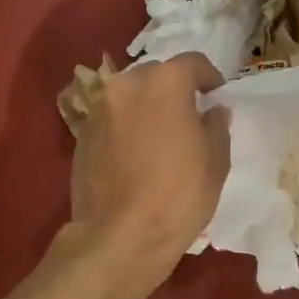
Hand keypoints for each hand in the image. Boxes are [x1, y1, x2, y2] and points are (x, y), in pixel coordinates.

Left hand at [68, 53, 230, 288]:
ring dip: (146, 105)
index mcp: (164, 83)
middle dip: (174, 87)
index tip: (215, 95)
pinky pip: (111, 117)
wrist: (119, 237)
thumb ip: (216, 126)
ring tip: (159, 134)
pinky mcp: (81, 135)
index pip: (192, 62)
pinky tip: (135, 153)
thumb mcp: (215, 162)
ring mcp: (98, 109)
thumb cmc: (178, 196)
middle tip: (188, 114)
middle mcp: (126, 85)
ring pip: (129, 94)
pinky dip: (126, 124)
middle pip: (156, 73)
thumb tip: (214, 111)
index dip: (209, 76)